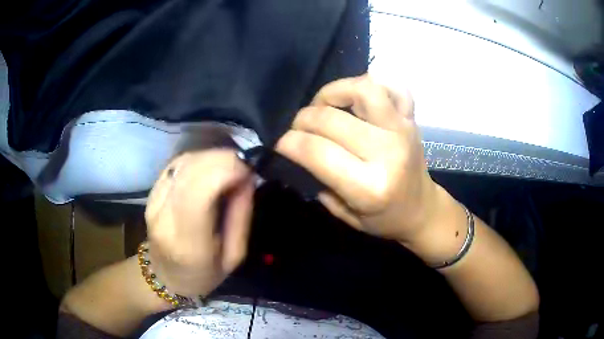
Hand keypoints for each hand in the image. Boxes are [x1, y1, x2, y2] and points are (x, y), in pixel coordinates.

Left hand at [144, 150, 254, 296]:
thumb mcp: (235, 256)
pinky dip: (198, 160)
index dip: (225, 170)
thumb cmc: (205, 274)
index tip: (248, 169)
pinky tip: (210, 169)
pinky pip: (176, 164)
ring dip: (211, 157)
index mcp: (187, 243)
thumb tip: (246, 176)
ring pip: (183, 162)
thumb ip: (241, 215)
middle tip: (244, 167)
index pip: (199, 191)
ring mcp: (153, 201)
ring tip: (229, 169)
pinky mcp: (151, 192)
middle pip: (190, 169)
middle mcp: (164, 217)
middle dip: (222, 160)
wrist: (166, 276)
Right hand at [276, 75, 443, 243]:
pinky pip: (392, 85)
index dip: (289, 142)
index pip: (317, 151)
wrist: (422, 209)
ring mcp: (402, 129)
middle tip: (298, 129)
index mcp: (370, 186)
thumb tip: (296, 150)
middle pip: (330, 119)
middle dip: (302, 120)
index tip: (281, 143)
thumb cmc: (385, 218)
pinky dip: (371, 84)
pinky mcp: (411, 118)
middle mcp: (387, 152)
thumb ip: (319, 183)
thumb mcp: (346, 215)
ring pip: (363, 89)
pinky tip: (358, 98)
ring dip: (334, 91)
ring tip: (325, 106)